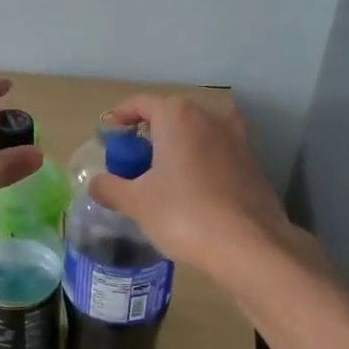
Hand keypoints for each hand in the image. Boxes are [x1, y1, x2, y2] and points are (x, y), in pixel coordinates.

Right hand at [87, 95, 298, 276]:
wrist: (250, 245)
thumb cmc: (184, 215)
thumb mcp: (136, 203)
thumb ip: (110, 187)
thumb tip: (96, 183)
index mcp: (178, 116)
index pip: (141, 103)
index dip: (120, 117)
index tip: (108, 135)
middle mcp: (210, 117)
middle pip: (170, 115)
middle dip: (148, 133)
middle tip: (131, 160)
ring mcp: (236, 138)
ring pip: (195, 133)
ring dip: (175, 147)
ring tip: (159, 176)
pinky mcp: (252, 162)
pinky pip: (215, 152)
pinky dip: (197, 162)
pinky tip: (190, 191)